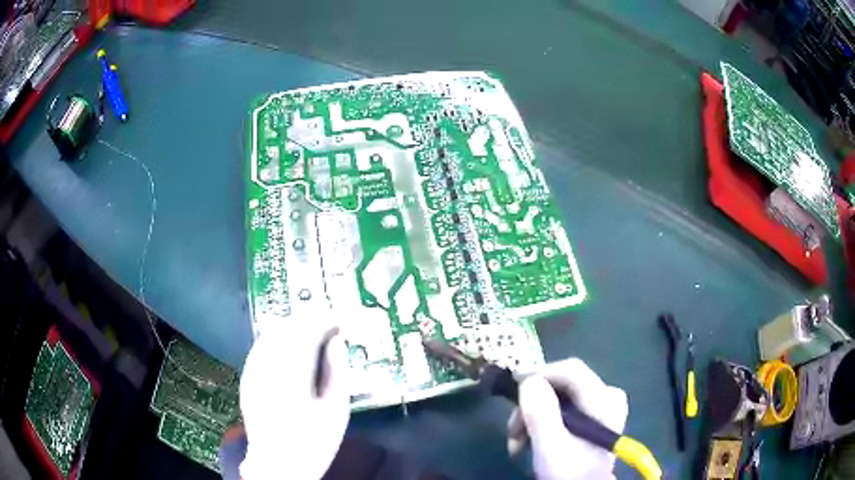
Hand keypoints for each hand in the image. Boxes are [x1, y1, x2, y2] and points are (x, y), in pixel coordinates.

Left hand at [239, 319, 349, 478]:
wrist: (278, 465)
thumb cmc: (313, 442)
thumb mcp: (336, 411)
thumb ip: (338, 372)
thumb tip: (337, 342)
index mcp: (293, 374)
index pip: (307, 332)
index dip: (325, 321)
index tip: (340, 321)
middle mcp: (268, 366)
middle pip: (287, 328)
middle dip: (308, 321)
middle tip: (328, 324)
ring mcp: (253, 371)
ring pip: (271, 334)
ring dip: (292, 327)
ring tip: (311, 331)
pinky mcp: (246, 377)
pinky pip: (261, 347)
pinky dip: (277, 339)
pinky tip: (288, 345)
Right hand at [507, 358, 628, 479]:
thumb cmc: (569, 472)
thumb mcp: (551, 446)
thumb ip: (541, 412)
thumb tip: (529, 380)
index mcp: (604, 400)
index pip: (571, 370)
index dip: (540, 372)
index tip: (511, 383)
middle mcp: (607, 397)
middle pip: (562, 385)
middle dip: (532, 404)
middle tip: (511, 429)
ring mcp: (601, 408)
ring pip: (558, 398)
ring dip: (532, 417)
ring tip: (515, 443)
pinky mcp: (592, 419)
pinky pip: (563, 409)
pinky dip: (543, 422)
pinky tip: (529, 441)